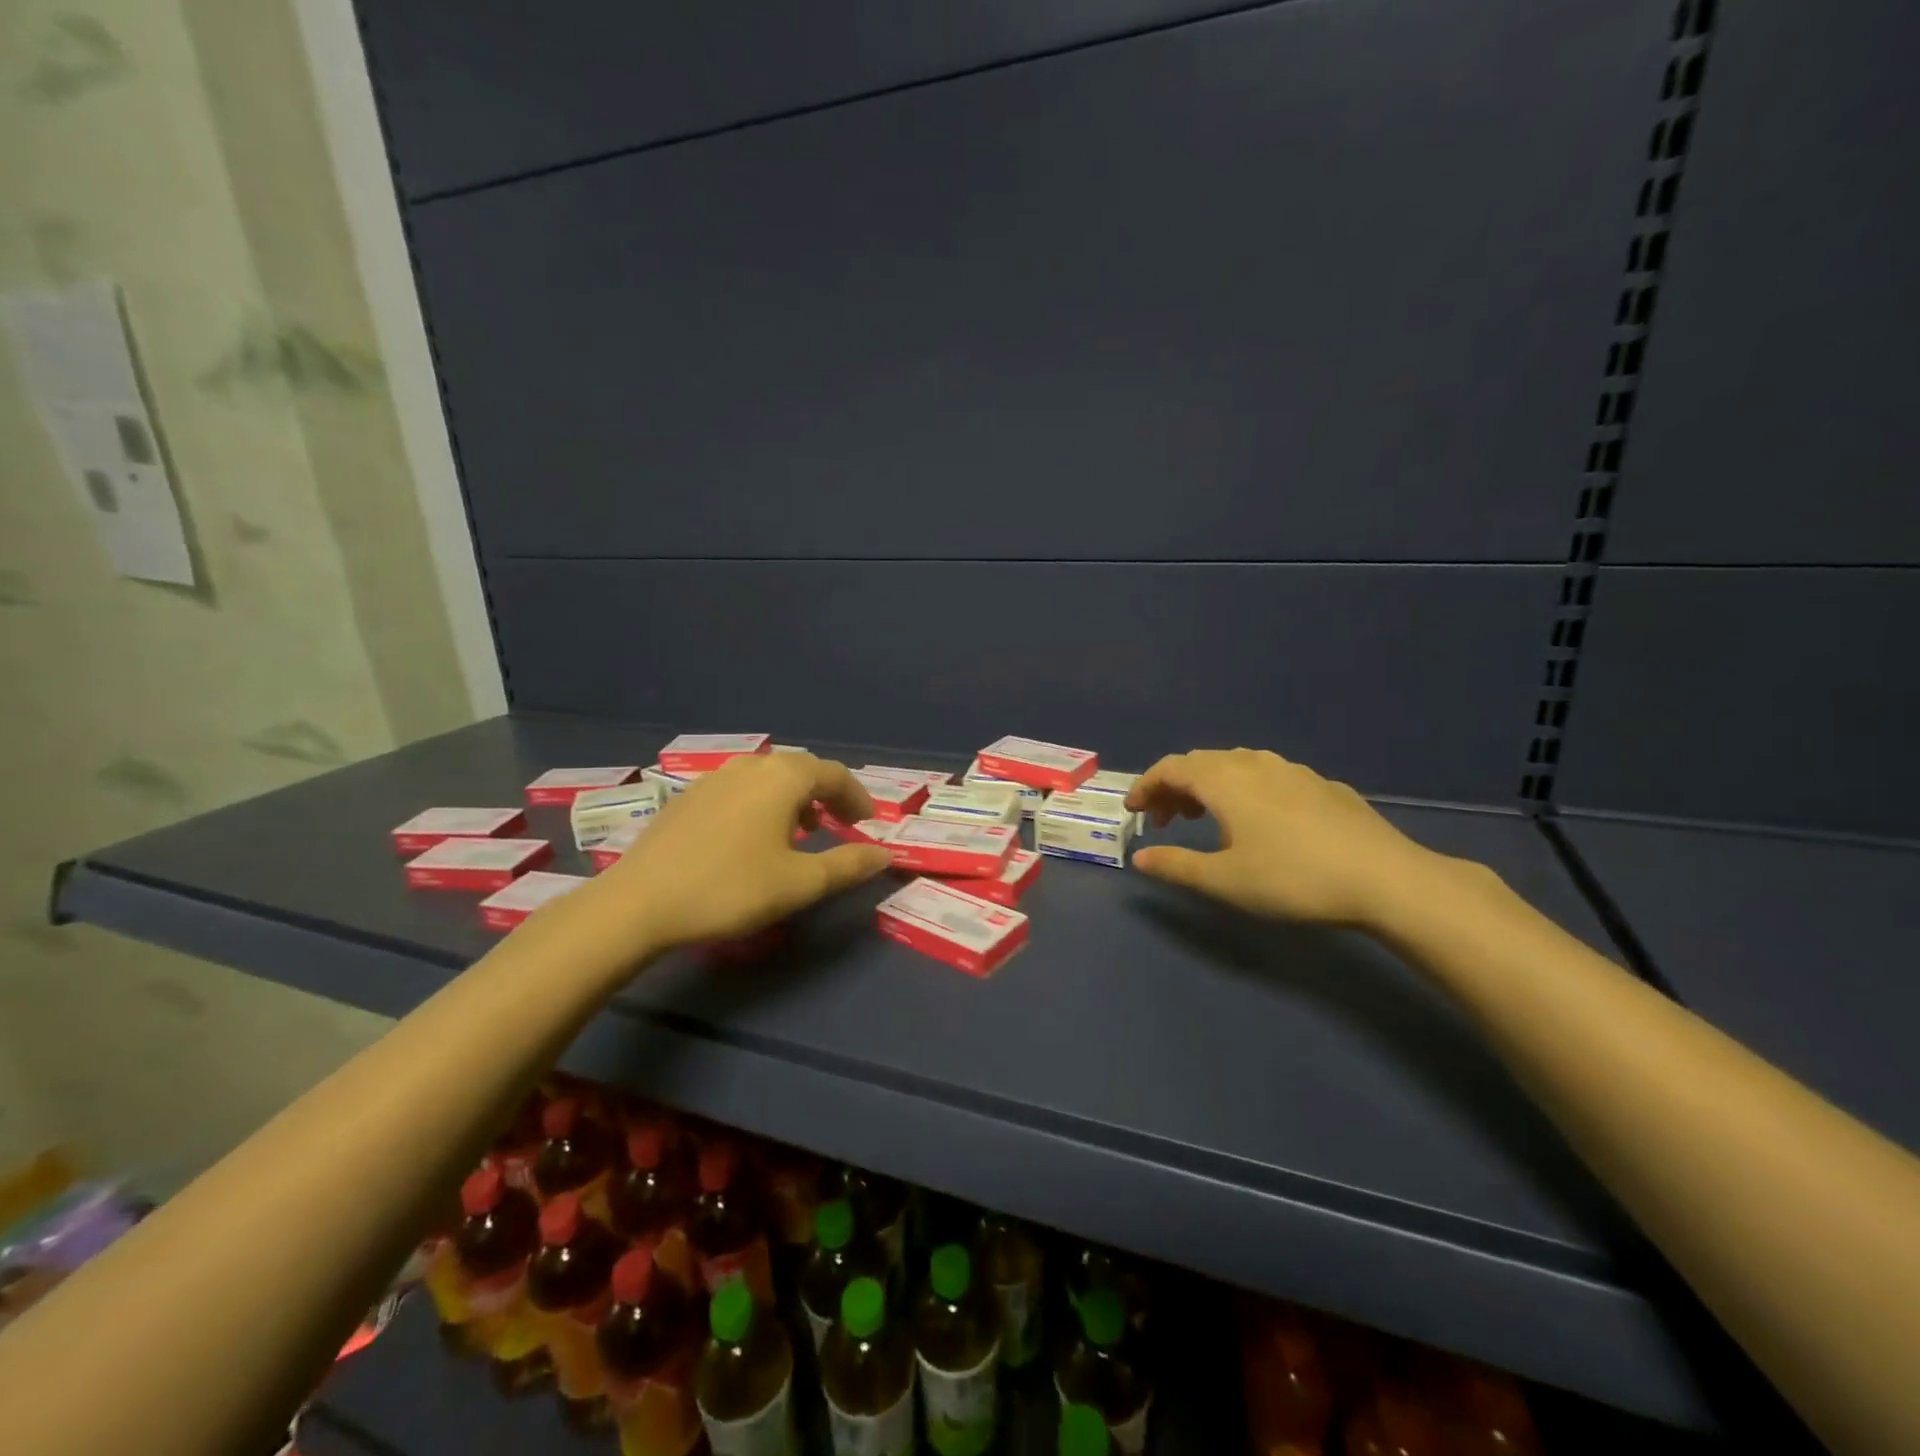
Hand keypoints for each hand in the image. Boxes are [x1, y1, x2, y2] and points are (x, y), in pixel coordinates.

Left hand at [594, 753, 891, 951]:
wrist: (639, 903)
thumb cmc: (731, 889)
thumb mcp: (800, 883)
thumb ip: (848, 865)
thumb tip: (885, 854)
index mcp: (782, 778)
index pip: (834, 774)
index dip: (857, 797)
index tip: (869, 824)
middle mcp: (750, 766)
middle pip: (801, 770)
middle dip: (827, 795)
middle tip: (841, 825)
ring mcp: (714, 778)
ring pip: (768, 778)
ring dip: (794, 799)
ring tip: (802, 832)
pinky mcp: (688, 797)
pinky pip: (740, 790)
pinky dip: (762, 805)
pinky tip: (753, 838)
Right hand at [1126, 749, 1442, 927]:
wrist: (1384, 878)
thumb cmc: (1292, 878)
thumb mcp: (1224, 880)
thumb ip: (1176, 866)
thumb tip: (1140, 856)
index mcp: (1224, 780)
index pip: (1170, 768)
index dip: (1146, 786)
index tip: (1133, 811)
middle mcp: (1254, 763)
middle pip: (1200, 762)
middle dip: (1174, 786)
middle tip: (1165, 820)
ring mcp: (1292, 770)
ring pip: (1235, 764)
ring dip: (1209, 785)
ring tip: (1206, 817)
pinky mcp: (1321, 785)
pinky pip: (1267, 774)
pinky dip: (1244, 788)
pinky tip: (1259, 820)